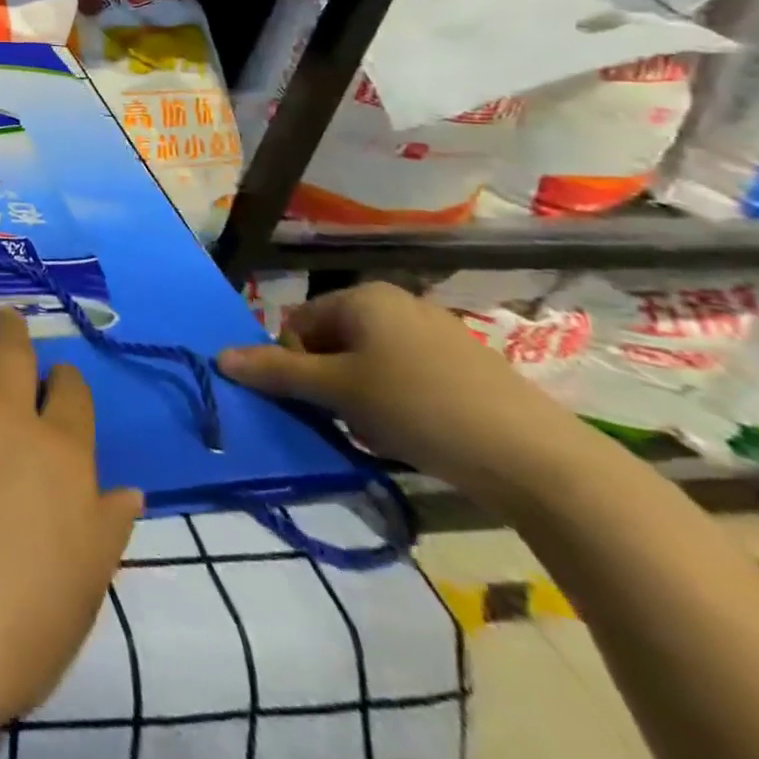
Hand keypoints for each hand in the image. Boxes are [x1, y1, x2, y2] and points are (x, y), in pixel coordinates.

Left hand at [0, 304, 143, 733]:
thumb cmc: (16, 627)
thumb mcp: (84, 587)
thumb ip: (106, 528)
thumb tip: (131, 490)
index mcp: (61, 455)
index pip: (73, 398)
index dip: (68, 382)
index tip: (61, 376)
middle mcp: (7, 417)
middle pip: (15, 358)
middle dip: (15, 334)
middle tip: (8, 317)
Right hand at [215, 281, 581, 501]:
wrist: (539, 461)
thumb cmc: (420, 407)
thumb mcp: (338, 391)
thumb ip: (276, 372)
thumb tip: (219, 357)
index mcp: (364, 297)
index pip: (298, 324)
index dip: (295, 364)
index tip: (314, 402)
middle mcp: (399, 304)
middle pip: (333, 342)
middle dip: (329, 383)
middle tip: (347, 420)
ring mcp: (438, 335)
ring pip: (369, 364)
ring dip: (361, 397)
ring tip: (382, 432)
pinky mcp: (469, 369)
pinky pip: (408, 377)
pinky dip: (397, 404)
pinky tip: (415, 435)